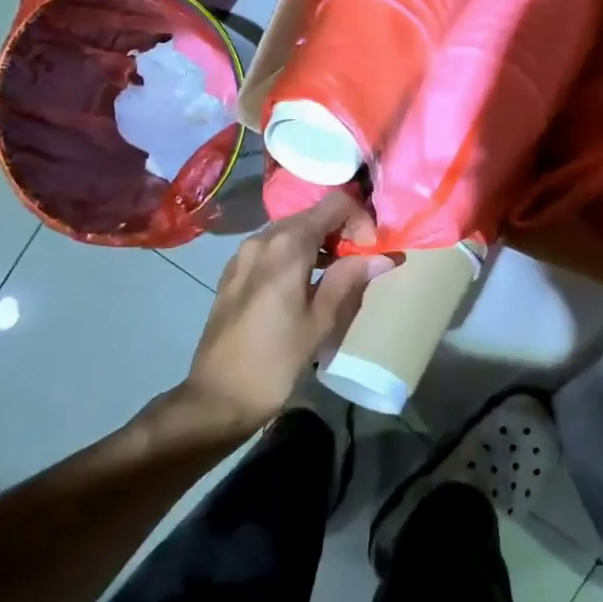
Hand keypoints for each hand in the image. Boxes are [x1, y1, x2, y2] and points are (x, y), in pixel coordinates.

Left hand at [170, 190, 395, 435]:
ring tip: (339, 274)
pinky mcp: (234, 272)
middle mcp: (263, 238)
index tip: (372, 252)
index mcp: (287, 244)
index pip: (335, 204)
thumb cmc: (275, 360)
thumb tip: (385, 256)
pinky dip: (297, 253)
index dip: (361, 220)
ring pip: (292, 230)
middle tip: (362, 262)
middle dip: (343, 230)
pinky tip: (306, 283)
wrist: (217, 397)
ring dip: (321, 242)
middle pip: (313, 214)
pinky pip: (273, 247)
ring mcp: (243, 254)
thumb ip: (351, 279)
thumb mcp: (320, 320)